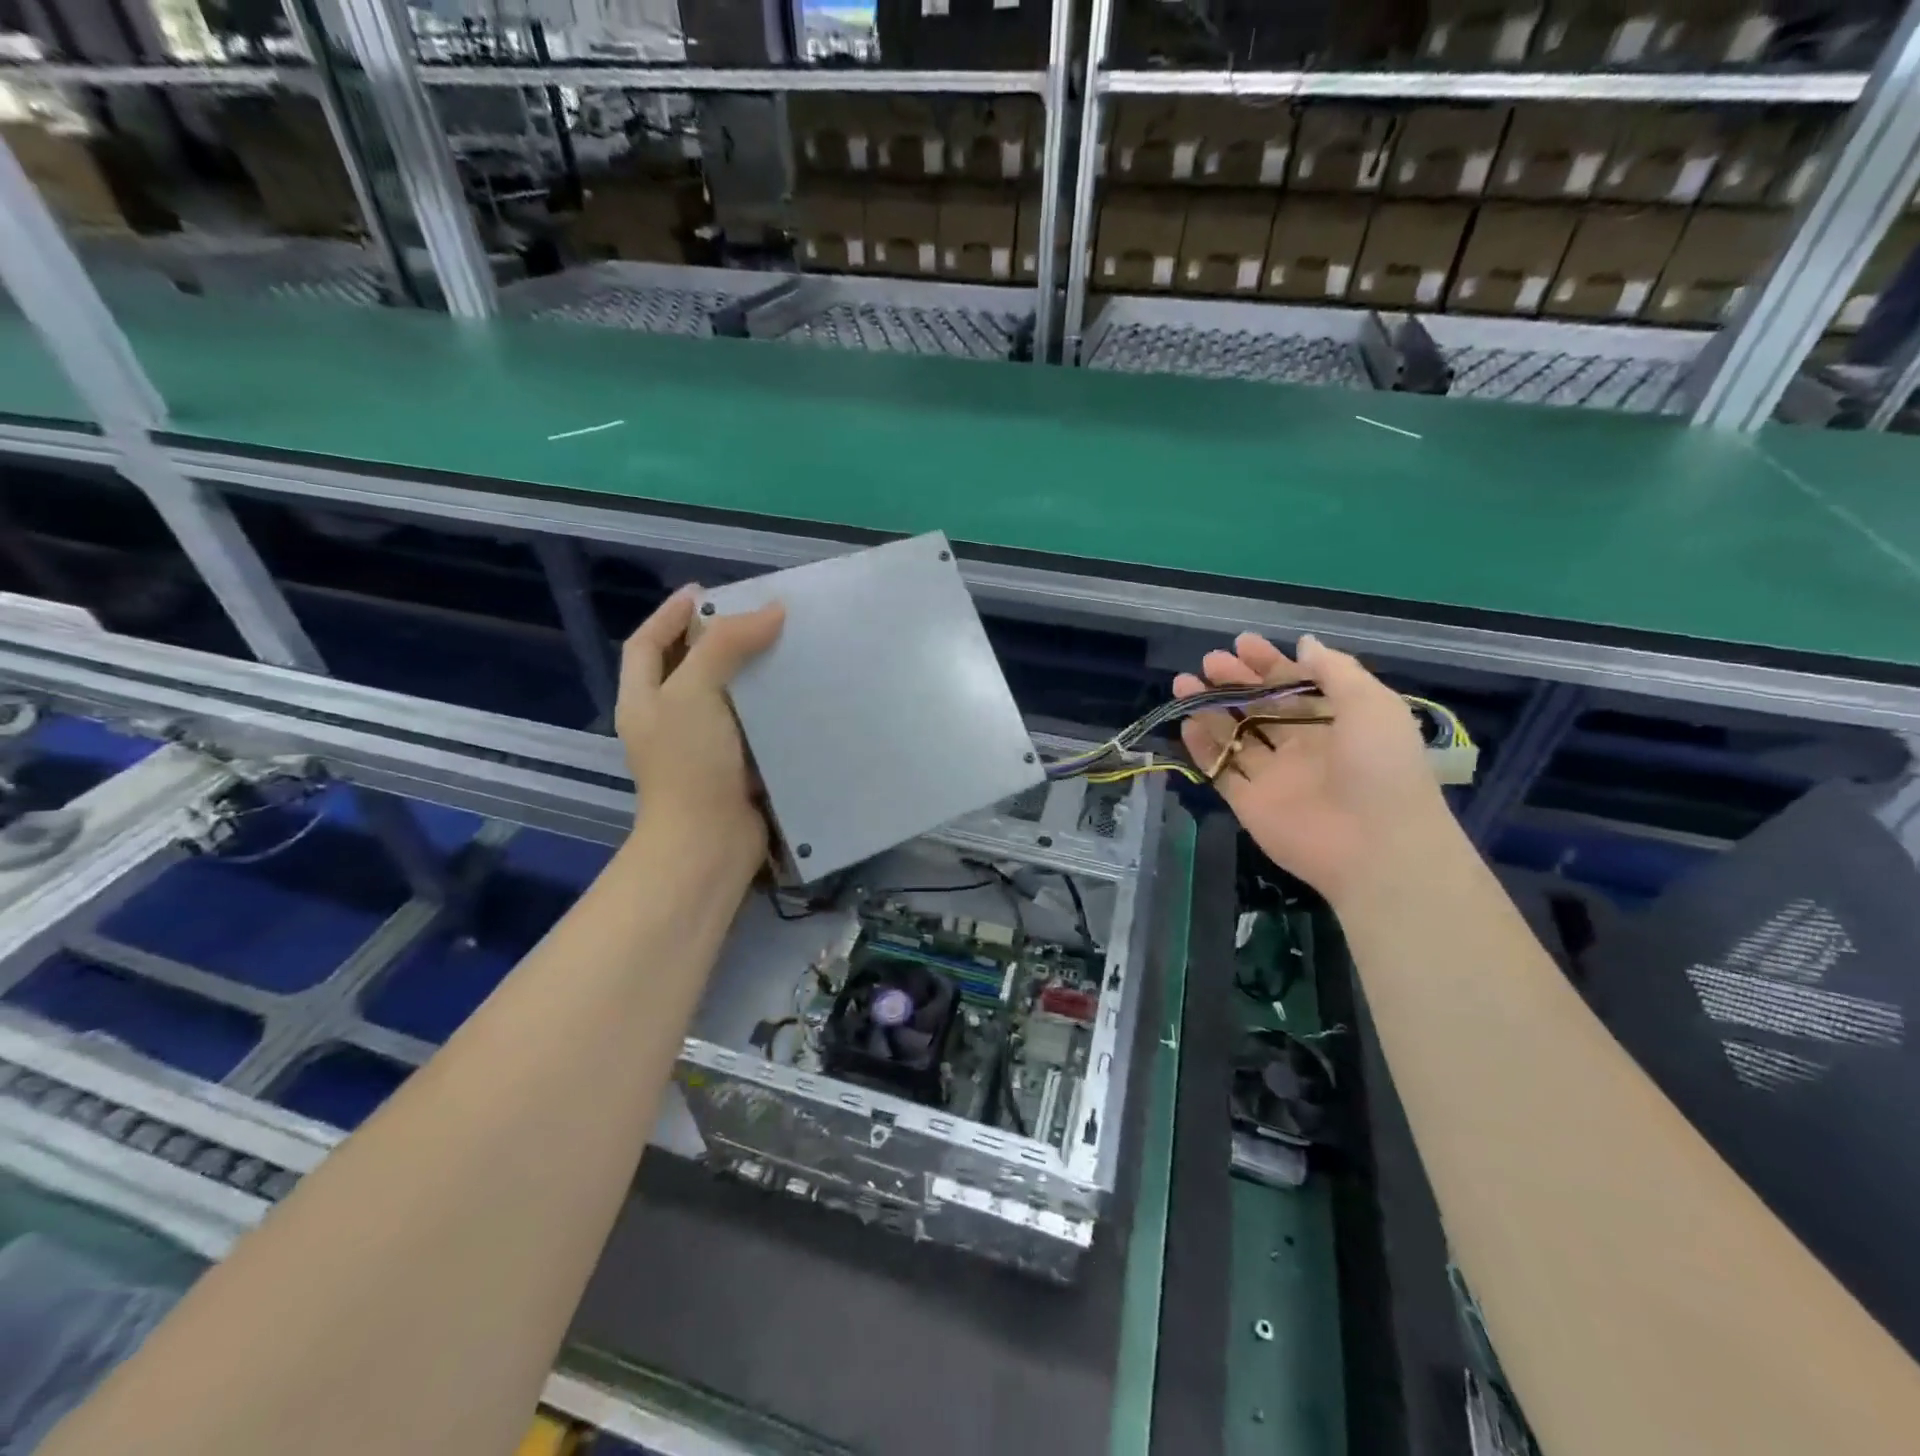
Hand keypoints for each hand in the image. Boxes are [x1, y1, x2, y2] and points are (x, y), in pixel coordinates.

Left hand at [616, 586, 784, 876]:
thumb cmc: (690, 763)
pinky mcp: (736, 765)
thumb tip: (771, 611)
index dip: (670, 614)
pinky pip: (753, 723)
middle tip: (757, 616)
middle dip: (717, 639)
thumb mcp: (694, 692)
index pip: (648, 644)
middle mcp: (669, 720)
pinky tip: (799, 692)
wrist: (710, 842)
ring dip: (751, 671)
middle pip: (688, 666)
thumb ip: (726, 646)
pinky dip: (771, 706)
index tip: (705, 591)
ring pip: (726, 695)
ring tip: (785, 646)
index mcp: (644, 699)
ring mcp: (703, 745)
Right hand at [1175, 633, 1452, 905]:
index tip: (1241, 643)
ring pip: (1235, 736)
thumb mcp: (1371, 705)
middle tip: (1209, 661)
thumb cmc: (1380, 767)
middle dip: (1235, 682)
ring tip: (1183, 683)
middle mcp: (1303, 746)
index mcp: (1336, 722)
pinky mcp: (1249, 803)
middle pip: (1261, 707)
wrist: (1376, 847)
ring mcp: (1274, 776)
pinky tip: (1186, 723)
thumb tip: (1303, 643)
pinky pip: (1221, 770)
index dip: (1269, 663)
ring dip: (1210, 709)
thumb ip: (1335, 671)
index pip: (1295, 685)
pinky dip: (1203, 747)